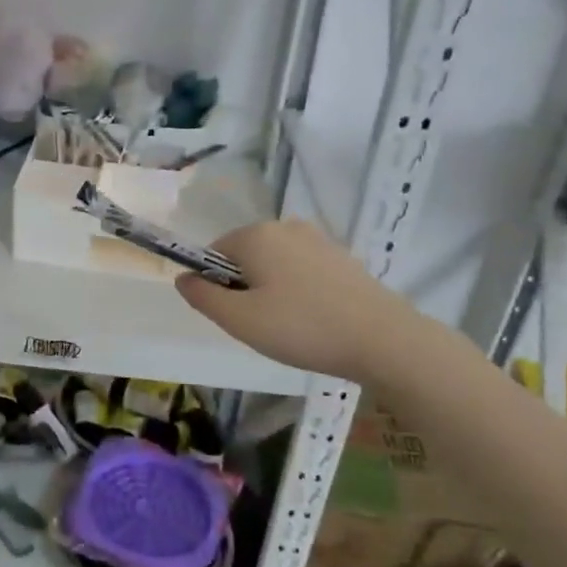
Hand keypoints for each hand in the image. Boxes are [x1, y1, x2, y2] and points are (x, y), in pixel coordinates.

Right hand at [176, 219, 416, 383]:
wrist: (383, 339)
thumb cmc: (301, 328)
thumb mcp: (238, 320)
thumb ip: (202, 296)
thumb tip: (183, 278)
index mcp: (256, 235)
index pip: (213, 253)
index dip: (215, 286)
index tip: (235, 316)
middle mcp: (286, 226)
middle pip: (244, 257)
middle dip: (244, 288)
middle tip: (261, 326)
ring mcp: (318, 239)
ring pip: (274, 265)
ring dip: (271, 291)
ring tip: (290, 326)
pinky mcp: (342, 257)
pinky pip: (302, 271)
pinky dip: (298, 292)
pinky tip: (314, 320)